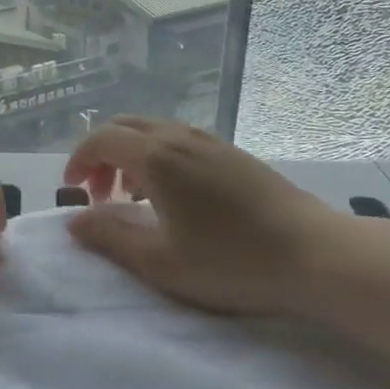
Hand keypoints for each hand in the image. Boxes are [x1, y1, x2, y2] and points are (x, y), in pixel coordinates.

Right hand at [63, 117, 341, 314]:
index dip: (78, 160)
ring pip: (152, 131)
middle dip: (100, 154)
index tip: (73, 190)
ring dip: (129, 155)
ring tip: (130, 196)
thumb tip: (74, 221)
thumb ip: (110, 237)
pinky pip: (177, 139)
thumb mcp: (161, 261)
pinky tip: (171, 194)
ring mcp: (209, 141)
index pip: (101, 139)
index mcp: (156, 157)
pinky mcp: (232, 152)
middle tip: (97, 192)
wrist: (317, 254)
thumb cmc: (232, 261)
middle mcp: (179, 137)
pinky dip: (156, 155)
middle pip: (123, 127)